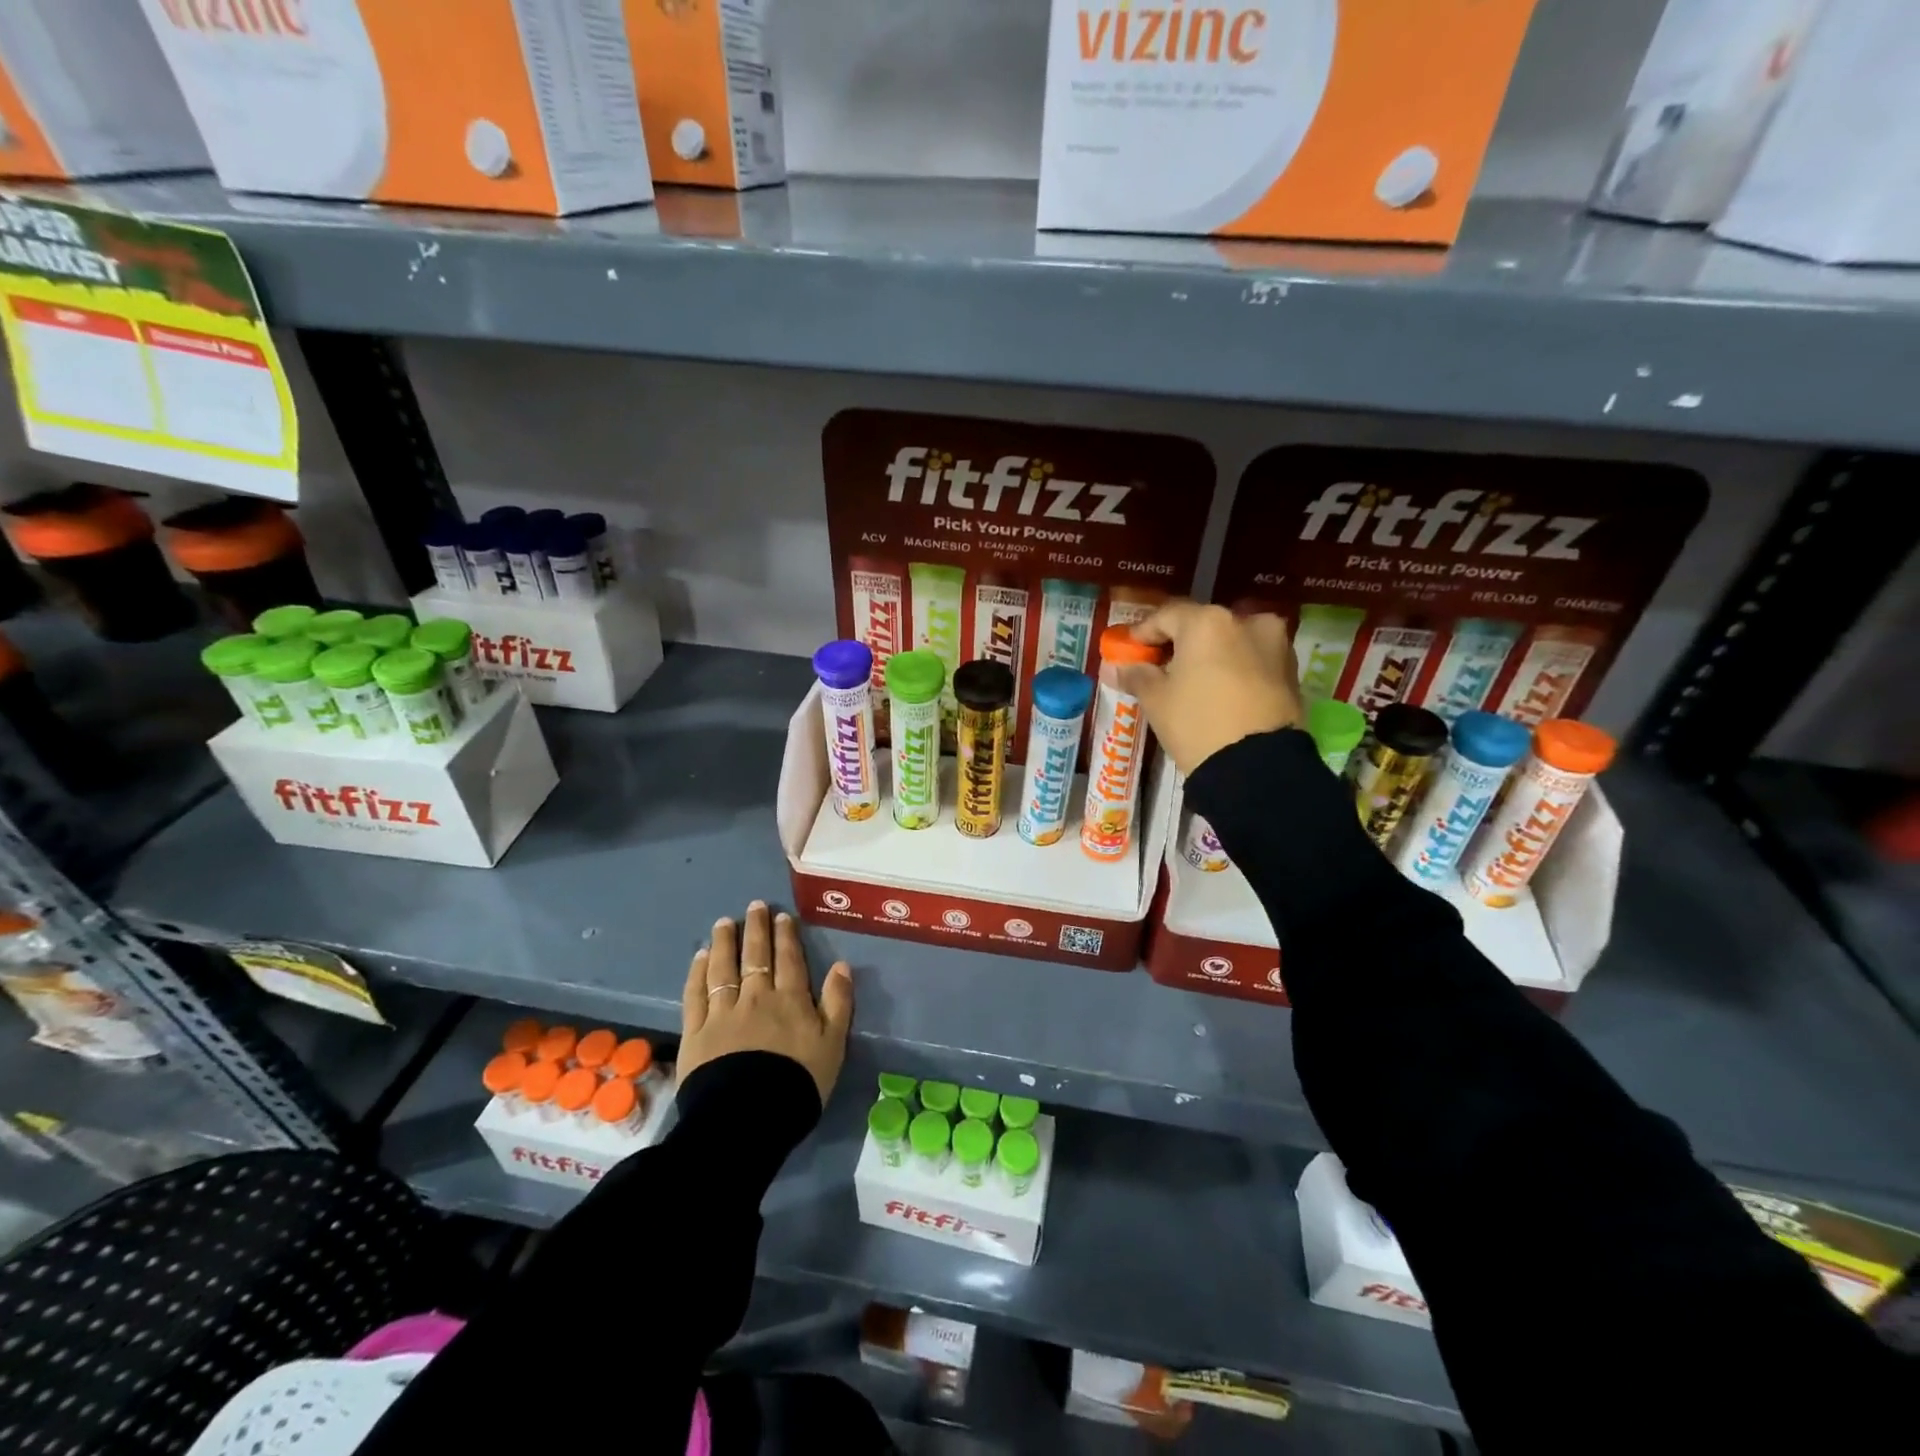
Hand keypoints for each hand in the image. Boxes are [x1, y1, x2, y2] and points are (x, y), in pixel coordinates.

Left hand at [680, 901, 852, 1106]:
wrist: (748, 1118)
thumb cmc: (798, 1083)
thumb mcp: (833, 1045)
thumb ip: (838, 1003)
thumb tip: (841, 965)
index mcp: (790, 1000)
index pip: (789, 959)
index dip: (786, 936)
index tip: (782, 916)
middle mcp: (756, 997)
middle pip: (756, 956)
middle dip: (756, 929)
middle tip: (754, 906)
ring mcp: (723, 1012)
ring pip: (723, 968)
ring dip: (725, 942)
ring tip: (724, 922)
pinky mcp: (696, 1032)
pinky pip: (696, 994)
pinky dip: (698, 973)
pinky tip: (700, 957)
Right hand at [1117, 599, 1301, 774]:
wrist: (1256, 767)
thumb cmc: (1197, 723)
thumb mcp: (1156, 700)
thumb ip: (1137, 675)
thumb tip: (1118, 666)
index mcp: (1208, 622)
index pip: (1166, 616)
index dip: (1144, 632)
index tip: (1130, 649)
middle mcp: (1246, 621)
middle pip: (1203, 625)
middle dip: (1181, 643)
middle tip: (1161, 665)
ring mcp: (1275, 645)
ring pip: (1233, 641)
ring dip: (1212, 654)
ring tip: (1194, 680)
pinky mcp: (1292, 671)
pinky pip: (1254, 660)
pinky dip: (1236, 669)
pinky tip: (1221, 691)